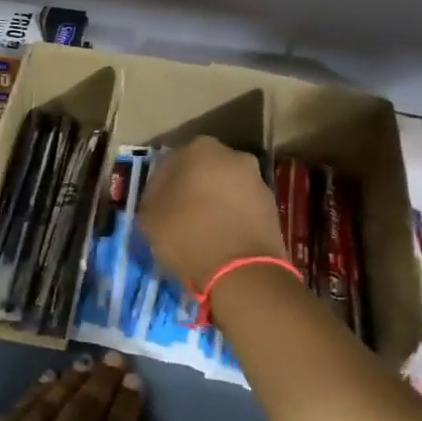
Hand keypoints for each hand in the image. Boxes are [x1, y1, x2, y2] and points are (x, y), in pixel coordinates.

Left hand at [0, 354, 179, 420]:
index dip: (128, 402)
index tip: (135, 380)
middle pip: (88, 404)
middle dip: (104, 380)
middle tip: (115, 358)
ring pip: (54, 398)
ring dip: (73, 379)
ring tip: (85, 364)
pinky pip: (21, 406)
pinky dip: (37, 390)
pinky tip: (46, 381)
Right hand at [137, 136, 286, 289]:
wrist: (243, 271)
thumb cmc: (188, 235)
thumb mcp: (148, 220)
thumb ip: (150, 201)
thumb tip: (158, 202)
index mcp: (198, 149)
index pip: (168, 164)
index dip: (157, 188)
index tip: (153, 209)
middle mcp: (232, 155)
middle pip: (201, 172)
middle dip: (189, 190)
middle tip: (176, 217)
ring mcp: (257, 180)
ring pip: (224, 188)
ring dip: (213, 203)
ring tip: (200, 232)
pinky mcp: (273, 206)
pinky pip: (242, 207)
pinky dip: (231, 218)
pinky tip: (221, 240)